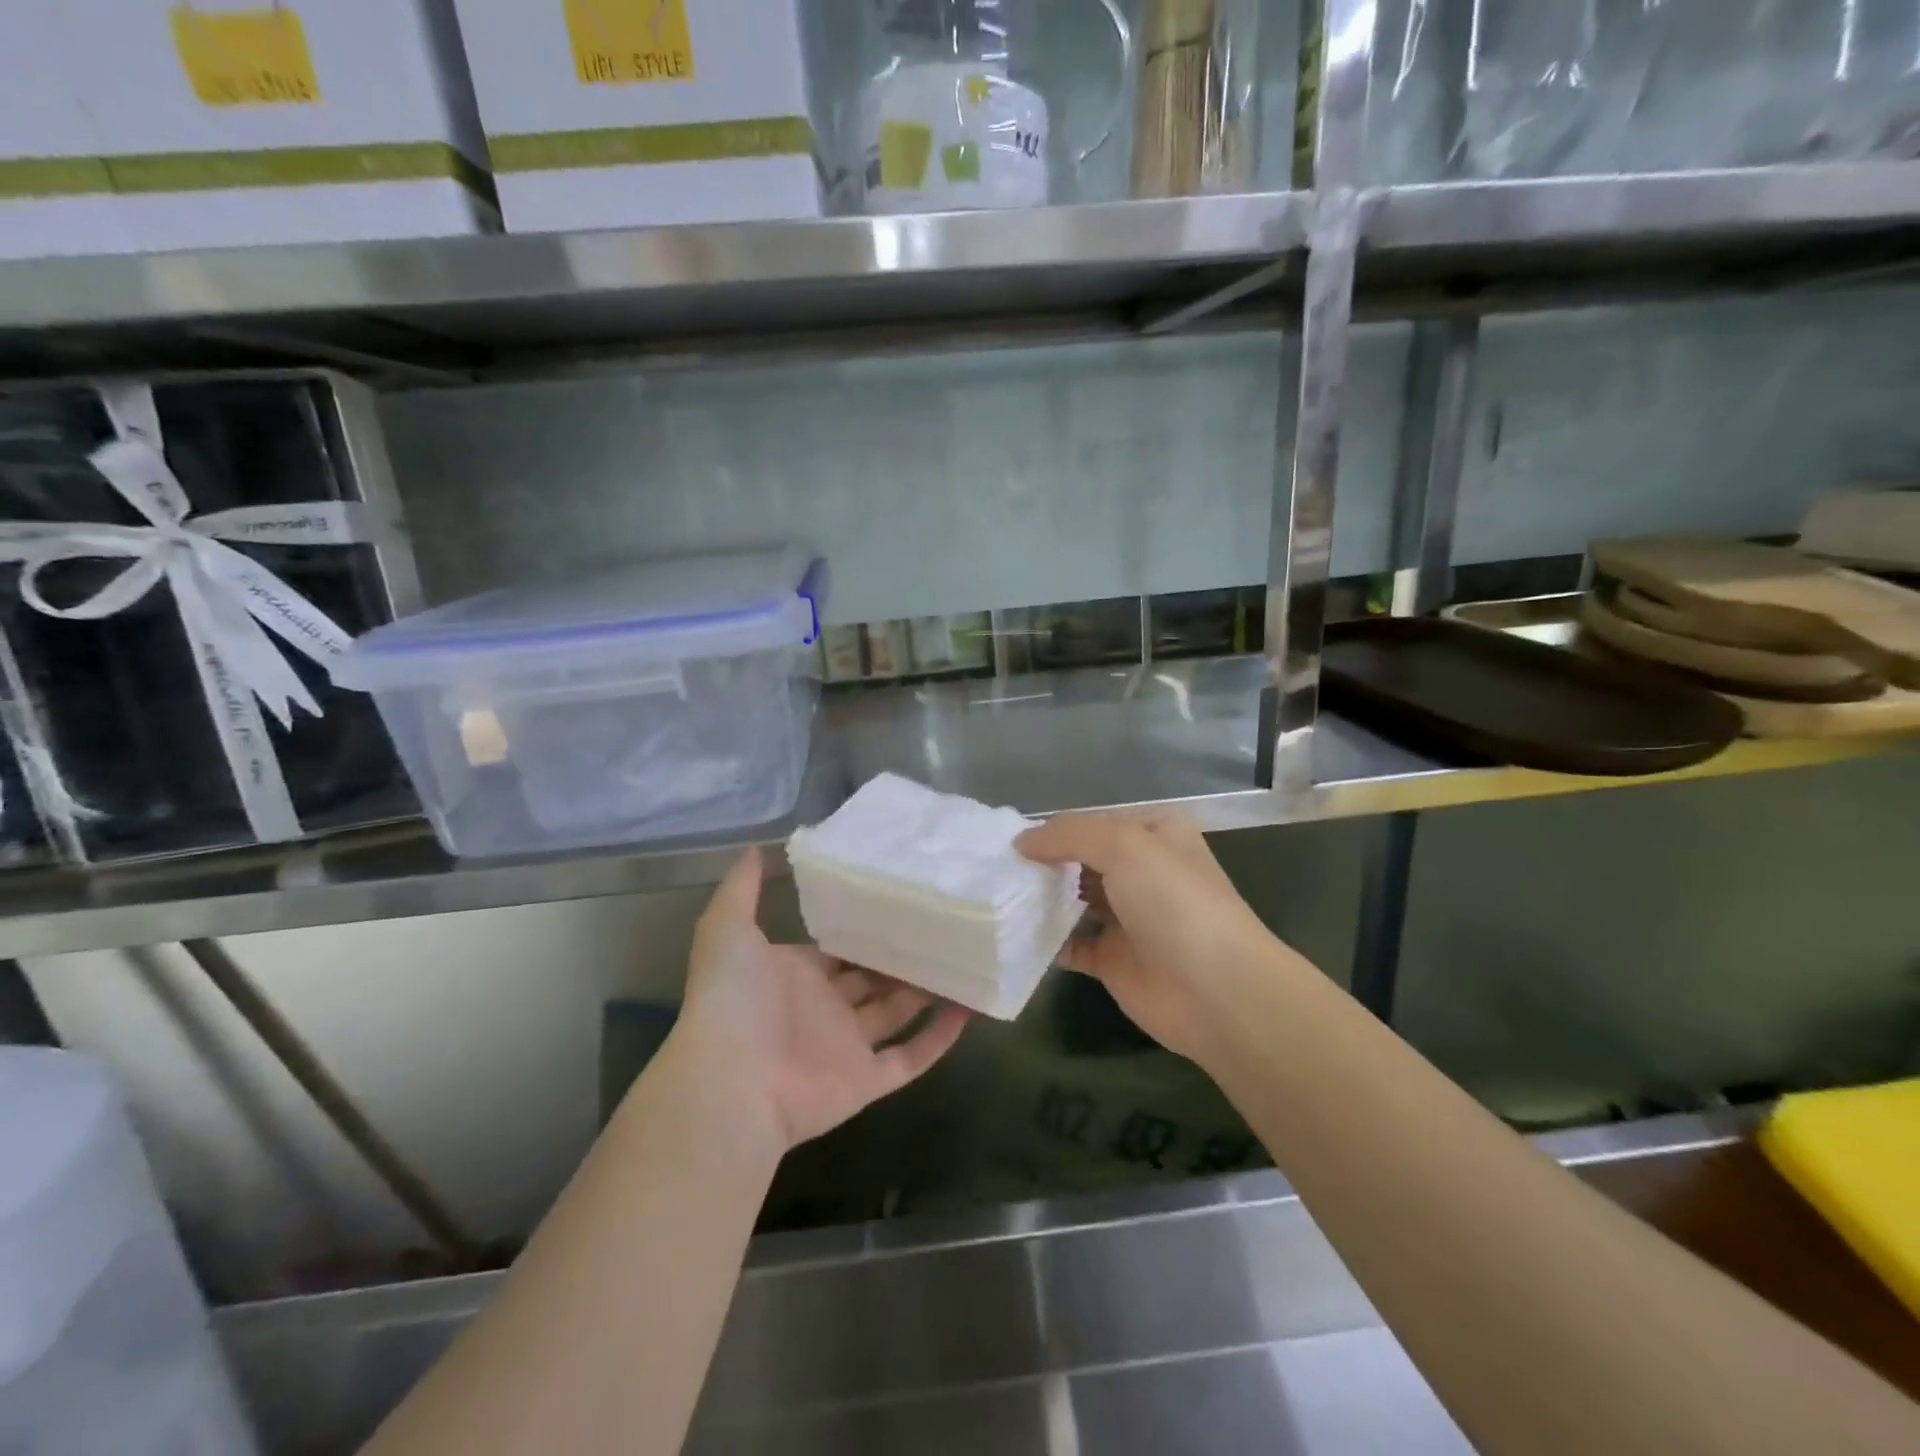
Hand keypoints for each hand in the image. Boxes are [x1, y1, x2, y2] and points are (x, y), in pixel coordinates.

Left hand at [672, 847, 969, 1151]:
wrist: (730, 1082)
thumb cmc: (732, 999)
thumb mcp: (726, 928)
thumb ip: (742, 888)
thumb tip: (756, 847)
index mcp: (795, 975)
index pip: (838, 948)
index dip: (865, 928)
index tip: (901, 900)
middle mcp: (824, 1008)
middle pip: (873, 978)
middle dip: (902, 955)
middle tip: (943, 923)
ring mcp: (846, 1047)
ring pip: (898, 1013)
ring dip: (928, 990)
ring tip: (966, 957)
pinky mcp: (867, 1081)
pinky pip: (911, 1058)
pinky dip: (940, 1038)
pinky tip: (970, 1008)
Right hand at [1017, 810, 1278, 1060]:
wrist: (1217, 992)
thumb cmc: (1175, 903)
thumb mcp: (1124, 845)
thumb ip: (1069, 834)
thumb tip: (1021, 840)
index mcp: (1154, 835)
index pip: (1093, 822)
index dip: (1053, 828)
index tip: (1006, 838)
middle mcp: (1141, 872)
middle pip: (1080, 860)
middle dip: (1043, 863)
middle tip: (994, 868)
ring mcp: (1127, 917)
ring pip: (1073, 900)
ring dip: (1040, 899)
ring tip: (996, 896)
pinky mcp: (1114, 959)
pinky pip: (1070, 943)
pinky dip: (1045, 940)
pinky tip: (1014, 933)